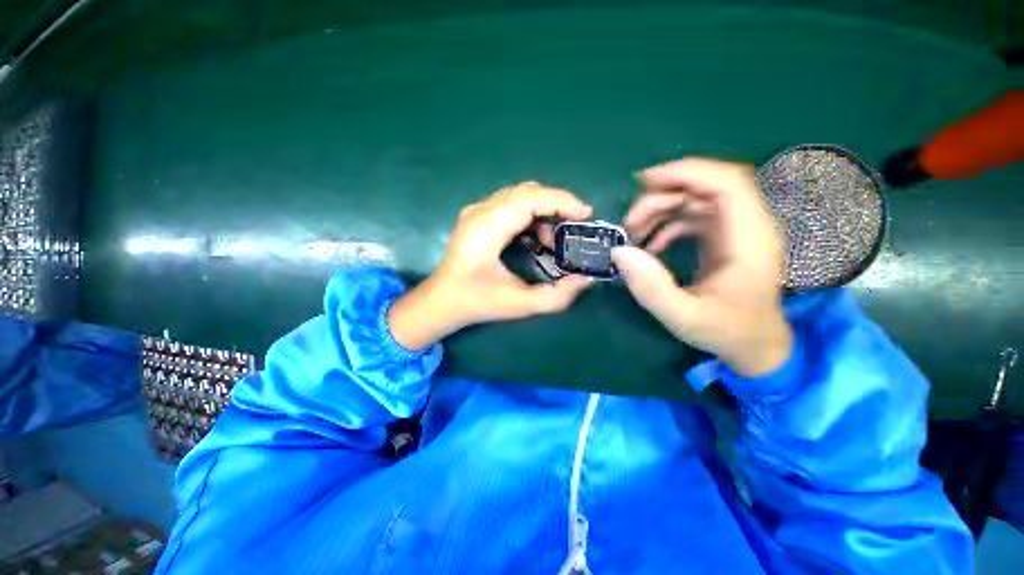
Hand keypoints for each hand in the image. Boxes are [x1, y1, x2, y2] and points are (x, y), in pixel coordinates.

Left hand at [389, 182, 593, 348]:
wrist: (440, 301)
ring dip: (543, 212)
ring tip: (552, 242)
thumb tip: (585, 279)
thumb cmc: (476, 302)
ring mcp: (476, 211)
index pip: (531, 198)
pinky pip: (511, 204)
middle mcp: (481, 211)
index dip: (562, 202)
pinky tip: (535, 238)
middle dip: (557, 206)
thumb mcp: (519, 304)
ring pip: (520, 196)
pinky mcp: (477, 217)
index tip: (586, 214)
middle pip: (527, 191)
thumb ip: (556, 296)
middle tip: (573, 230)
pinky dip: (531, 216)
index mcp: (488, 227)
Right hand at [612, 158, 792, 376]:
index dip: (686, 173)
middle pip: (707, 185)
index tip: (644, 182)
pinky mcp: (724, 237)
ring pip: (696, 198)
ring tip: (633, 234)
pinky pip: (693, 215)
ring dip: (661, 209)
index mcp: (751, 240)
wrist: (756, 344)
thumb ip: (651, 287)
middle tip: (629, 223)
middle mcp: (749, 225)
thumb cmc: (726, 332)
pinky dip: (667, 223)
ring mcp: (737, 229)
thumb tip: (619, 251)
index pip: (728, 183)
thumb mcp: (683, 317)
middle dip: (663, 195)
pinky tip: (650, 246)